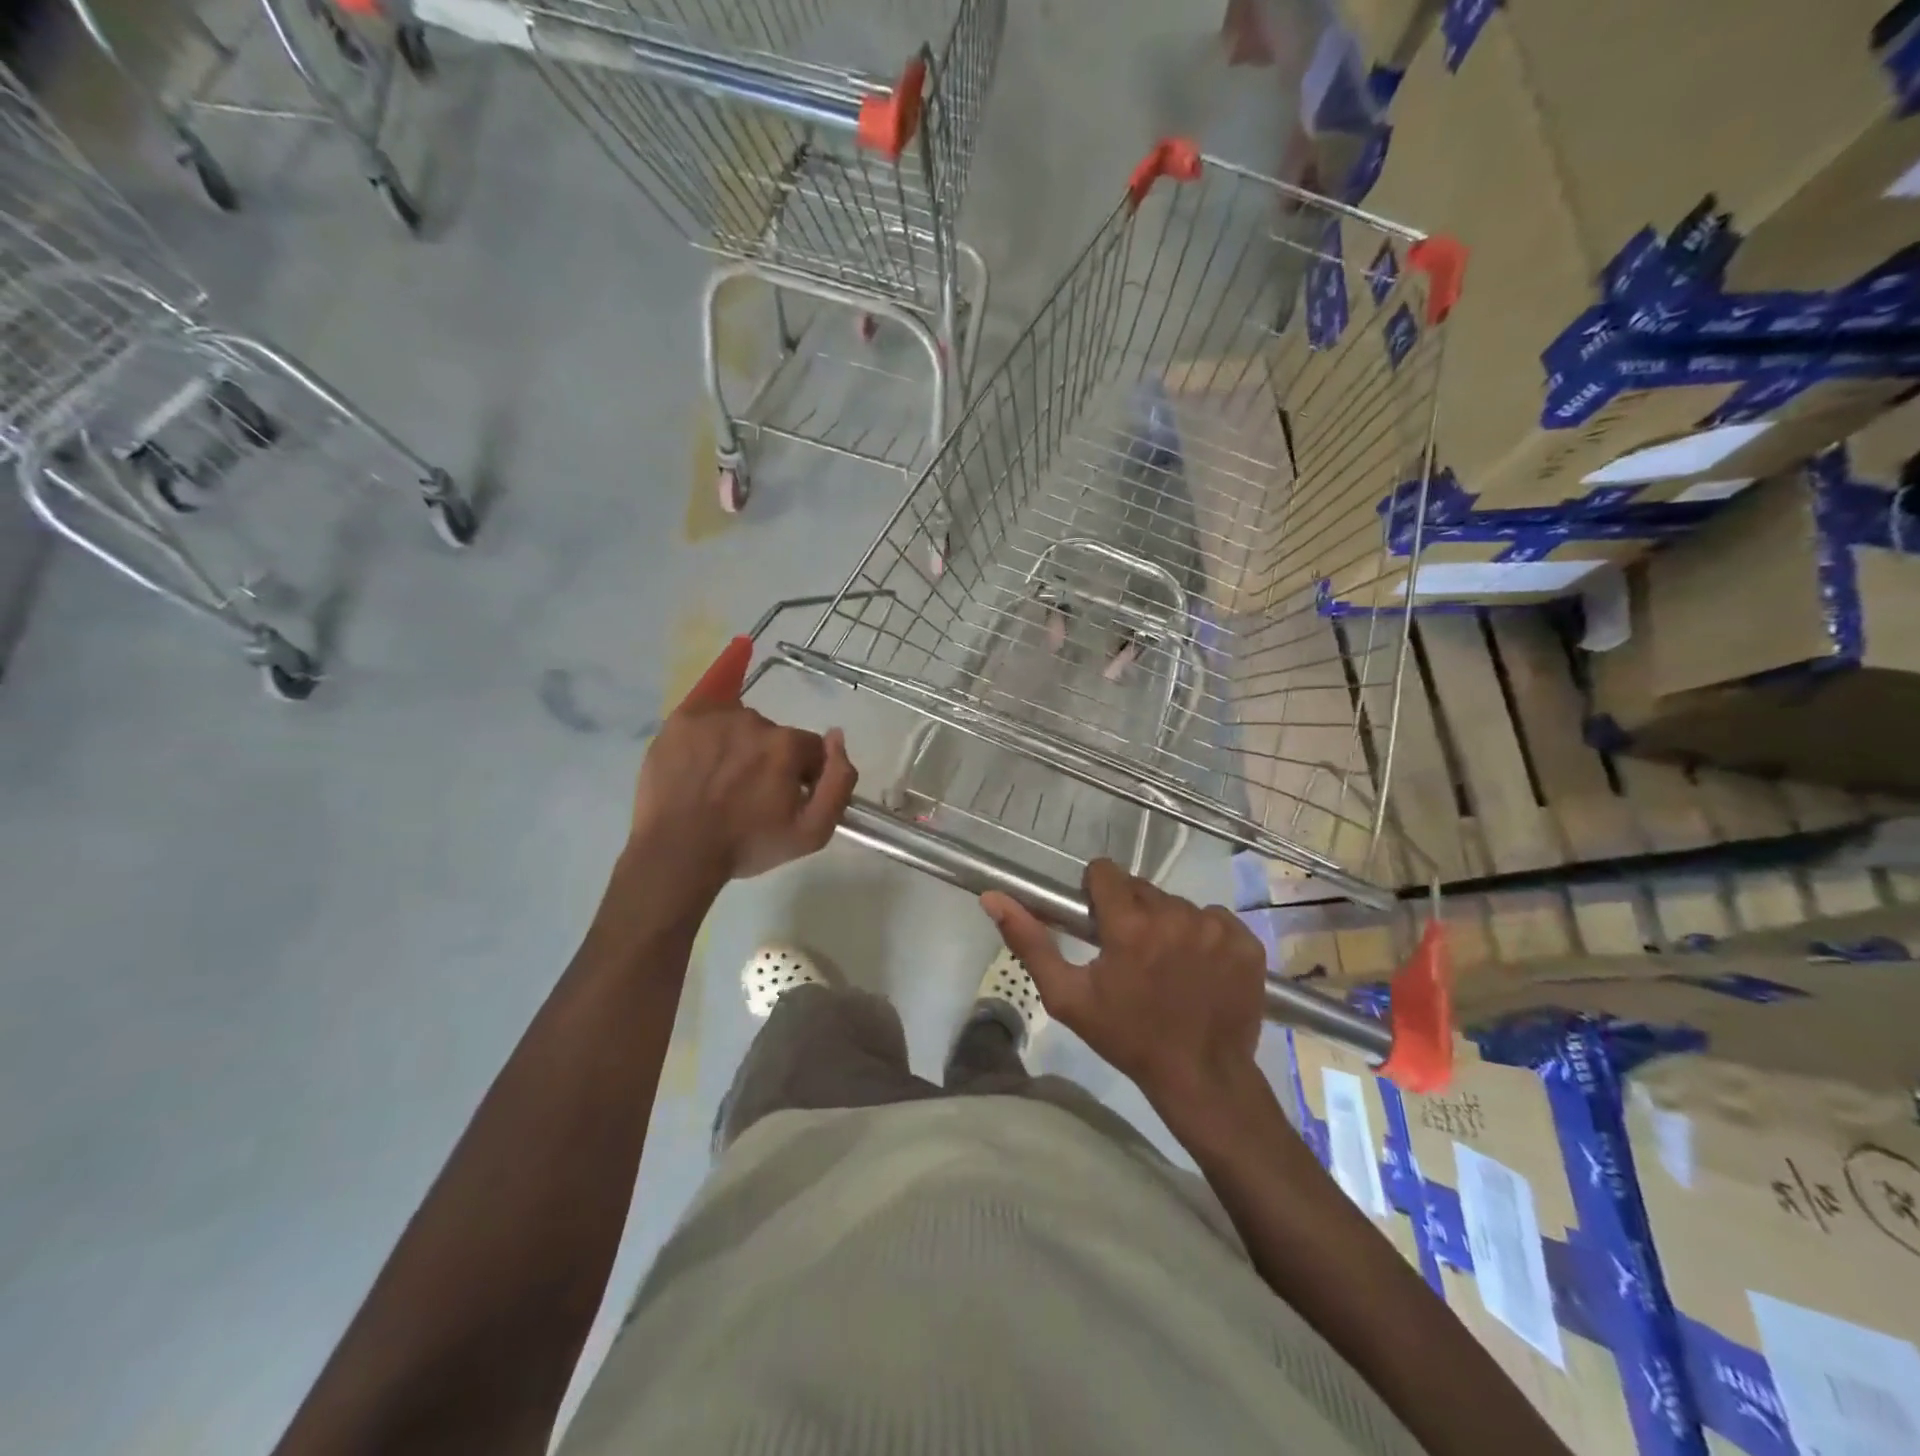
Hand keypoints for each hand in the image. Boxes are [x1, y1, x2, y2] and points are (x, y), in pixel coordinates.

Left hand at [629, 702, 856, 887]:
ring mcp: (714, 717)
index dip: (803, 775)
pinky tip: (702, 758)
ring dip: (739, 746)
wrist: (678, 853)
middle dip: (769, 760)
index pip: (810, 749)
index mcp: (787, 745)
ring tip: (720, 781)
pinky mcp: (681, 720)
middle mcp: (754, 720)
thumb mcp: (812, 832)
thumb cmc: (747, 845)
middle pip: (774, 736)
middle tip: (749, 795)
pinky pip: (707, 714)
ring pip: (740, 725)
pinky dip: (710, 732)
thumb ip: (840, 782)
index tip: (785, 800)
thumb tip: (837, 737)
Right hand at [981, 859, 1265, 1118]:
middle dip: (1131, 912)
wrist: (1201, 1078)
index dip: (1097, 892)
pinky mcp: (1246, 942)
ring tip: (1166, 965)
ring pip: (1178, 904)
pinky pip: (1215, 919)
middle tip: (1130, 953)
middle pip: (1142, 889)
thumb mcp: (1067, 997)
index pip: (1107, 872)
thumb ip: (1030, 941)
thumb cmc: (1126, 1037)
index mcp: (1130, 925)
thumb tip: (992, 897)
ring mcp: (1216, 928)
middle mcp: (1176, 915)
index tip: (1099, 921)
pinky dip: (1204, 936)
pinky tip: (1199, 969)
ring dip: (1167, 924)